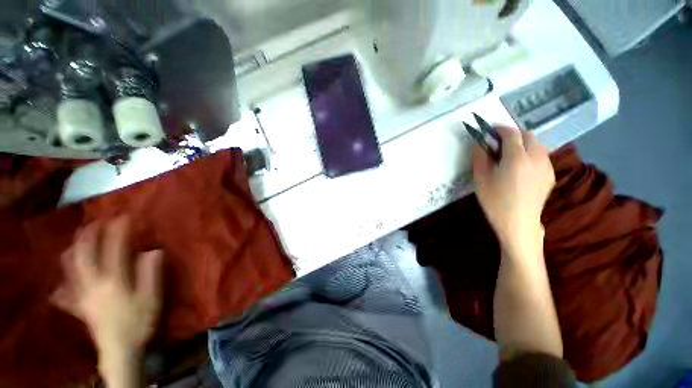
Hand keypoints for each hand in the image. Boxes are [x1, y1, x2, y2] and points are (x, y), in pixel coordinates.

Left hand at [52, 216, 163, 363]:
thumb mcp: (151, 298)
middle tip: (96, 221)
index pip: (114, 249)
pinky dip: (66, 273)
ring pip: (70, 266)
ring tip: (81, 238)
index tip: (123, 216)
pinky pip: (65, 284)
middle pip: (84, 253)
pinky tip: (67, 270)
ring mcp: (81, 293)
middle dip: (89, 234)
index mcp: (113, 280)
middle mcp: (92, 283)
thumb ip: (151, 273)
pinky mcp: (78, 304)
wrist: (119, 349)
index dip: (118, 231)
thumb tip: (154, 250)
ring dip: (74, 248)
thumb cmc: (138, 321)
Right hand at [473, 126, 554, 257]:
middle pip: (528, 135)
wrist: (518, 222)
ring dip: (523, 143)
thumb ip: (480, 156)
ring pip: (537, 145)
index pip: (511, 133)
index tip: (490, 129)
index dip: (500, 128)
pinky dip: (531, 153)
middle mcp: (536, 157)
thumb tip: (480, 142)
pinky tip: (521, 167)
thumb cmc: (494, 200)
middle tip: (499, 143)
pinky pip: (542, 156)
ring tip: (510, 154)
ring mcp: (546, 166)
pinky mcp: (550, 175)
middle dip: (513, 134)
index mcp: (517, 158)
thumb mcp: (480, 178)